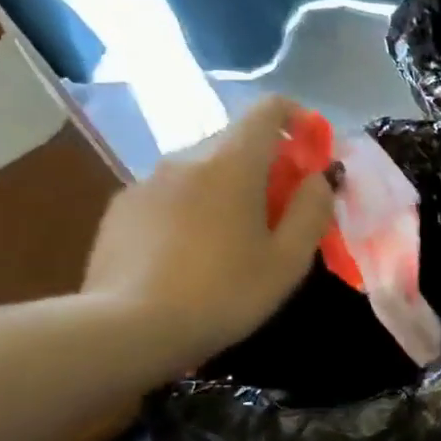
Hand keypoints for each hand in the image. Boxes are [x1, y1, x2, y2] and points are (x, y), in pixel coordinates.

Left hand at [82, 96, 334, 368]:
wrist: (126, 329)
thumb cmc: (224, 293)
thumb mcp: (288, 259)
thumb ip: (312, 210)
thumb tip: (319, 178)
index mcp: (232, 164)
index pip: (267, 110)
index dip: (297, 118)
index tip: (313, 148)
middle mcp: (186, 158)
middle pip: (236, 141)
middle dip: (267, 163)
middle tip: (284, 208)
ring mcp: (147, 181)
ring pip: (203, 168)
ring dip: (229, 186)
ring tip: (237, 236)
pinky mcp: (122, 208)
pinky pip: (172, 192)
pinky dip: (195, 205)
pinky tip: (195, 251)